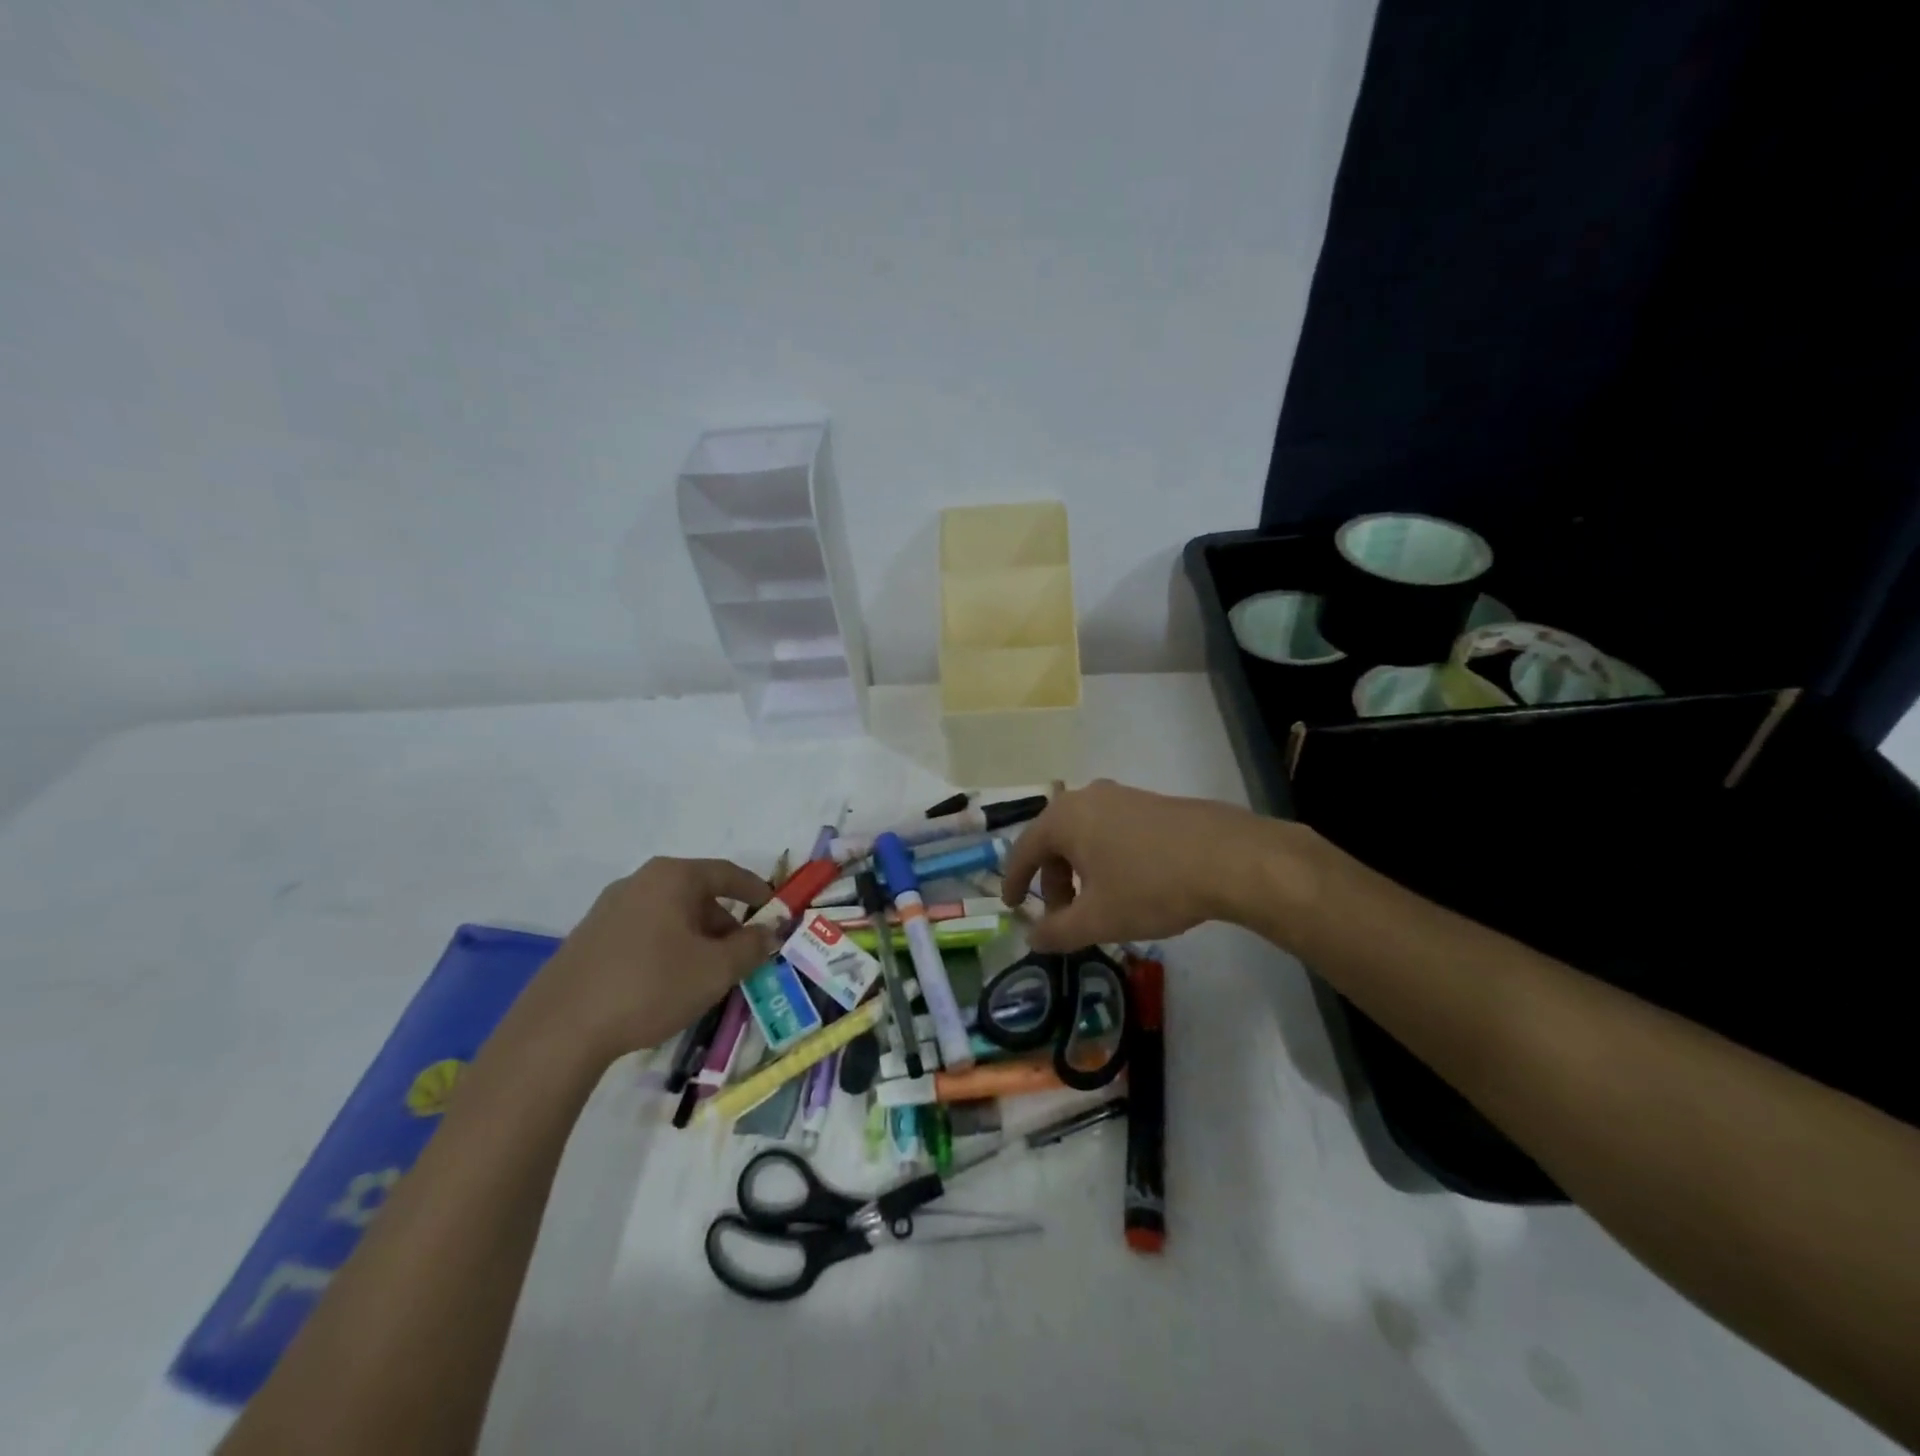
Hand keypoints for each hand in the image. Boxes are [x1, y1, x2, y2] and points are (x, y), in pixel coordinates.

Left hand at [519, 857, 778, 1065]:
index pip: (727, 873)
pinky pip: (644, 932)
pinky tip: (668, 983)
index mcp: (672, 877)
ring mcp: (609, 908)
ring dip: (696, 938)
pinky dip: (667, 948)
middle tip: (743, 955)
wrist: (560, 1028)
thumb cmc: (651, 985)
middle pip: (697, 894)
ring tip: (707, 975)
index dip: (757, 891)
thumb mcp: (716, 969)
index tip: (775, 911)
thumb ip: (752, 946)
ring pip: (670, 915)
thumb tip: (771, 931)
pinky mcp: (589, 937)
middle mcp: (639, 881)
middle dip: (725, 923)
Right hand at [1000, 780, 1289, 951]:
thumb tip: (1032, 938)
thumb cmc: (1150, 886)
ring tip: (1096, 904)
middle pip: (1054, 841)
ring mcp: (1122, 796)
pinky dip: (1105, 858)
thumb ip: (1056, 931)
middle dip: (1052, 881)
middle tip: (1062, 915)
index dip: (1014, 882)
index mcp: (1064, 818)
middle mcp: (1087, 797)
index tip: (1012, 906)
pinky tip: (1127, 885)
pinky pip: (1111, 830)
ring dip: (1080, 871)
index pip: (1024, 850)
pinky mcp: (1151, 803)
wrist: (1228, 858)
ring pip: (1085, 836)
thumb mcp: (1097, 919)